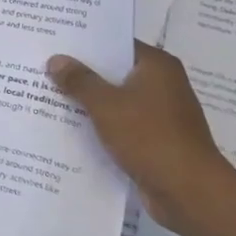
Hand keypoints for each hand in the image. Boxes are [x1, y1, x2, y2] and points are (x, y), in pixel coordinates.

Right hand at [47, 42, 235, 232]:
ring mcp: (161, 114)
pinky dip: (101, 124)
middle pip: (115, 71)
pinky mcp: (156, 140)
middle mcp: (162, 84)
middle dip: (82, 72)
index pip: (116, 43)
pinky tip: (71, 127)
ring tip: (49, 95)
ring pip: (116, 99)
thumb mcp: (107, 105)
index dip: (86, 42)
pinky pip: (122, 124)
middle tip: (44, 66)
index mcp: (157, 66)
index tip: (55, 41)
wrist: (191, 194)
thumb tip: (56, 60)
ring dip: (89, 101)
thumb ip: (79, 81)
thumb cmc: (150, 137)